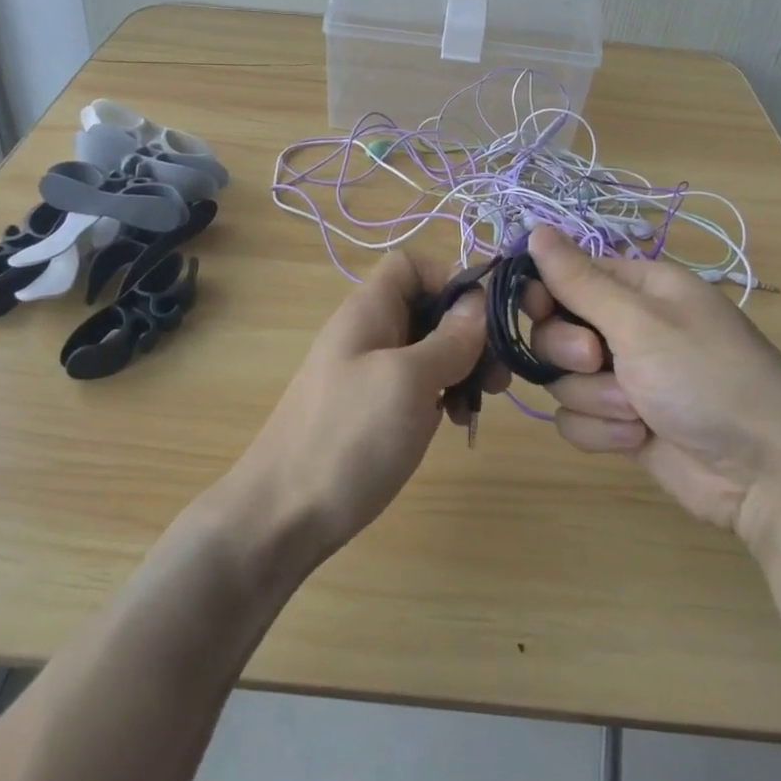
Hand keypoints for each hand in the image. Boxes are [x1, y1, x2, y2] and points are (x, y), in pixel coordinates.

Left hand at [228, 252, 505, 560]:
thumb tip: (478, 303)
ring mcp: (369, 373)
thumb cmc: (348, 437)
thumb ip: (448, 339)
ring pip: (427, 349)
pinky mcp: (372, 410)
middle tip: (497, 376)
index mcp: (369, 310)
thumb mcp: (408, 381)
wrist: (282, 516)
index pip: (413, 265)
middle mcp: (369, 332)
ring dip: (461, 368)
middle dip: (468, 333)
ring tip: (480, 404)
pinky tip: (452, 424)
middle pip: (428, 308)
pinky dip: (441, 395)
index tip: (483, 320)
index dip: (451, 280)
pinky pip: (416, 385)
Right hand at [523, 227, 780, 544]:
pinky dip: (601, 431)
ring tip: (636, 412)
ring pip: (562, 378)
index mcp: (639, 288)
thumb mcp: (641, 323)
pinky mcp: (622, 421)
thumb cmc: (708, 378)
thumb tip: (535, 229)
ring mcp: (624, 377)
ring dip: (593, 398)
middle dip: (569, 352)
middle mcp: (628, 327)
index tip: (538, 310)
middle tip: (597, 361)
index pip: (567, 274)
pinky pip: (576, 419)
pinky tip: (637, 438)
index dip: (544, 293)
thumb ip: (579, 281)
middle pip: (555, 329)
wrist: (767, 475)